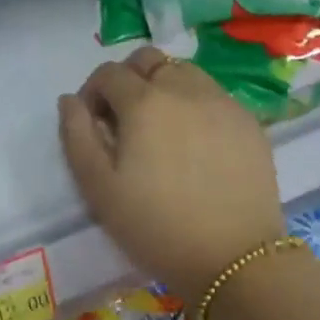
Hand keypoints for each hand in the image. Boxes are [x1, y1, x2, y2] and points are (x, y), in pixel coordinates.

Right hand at [58, 47, 284, 309]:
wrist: (234, 260)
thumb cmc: (156, 226)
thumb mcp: (98, 188)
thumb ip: (77, 136)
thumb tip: (70, 101)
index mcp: (144, 102)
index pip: (109, 73)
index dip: (93, 92)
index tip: (93, 124)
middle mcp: (185, 89)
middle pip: (149, 60)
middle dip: (128, 79)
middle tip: (125, 119)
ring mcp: (222, 103)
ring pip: (184, 72)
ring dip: (163, 87)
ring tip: (161, 129)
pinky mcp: (249, 123)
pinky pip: (213, 96)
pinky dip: (195, 105)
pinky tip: (195, 145)